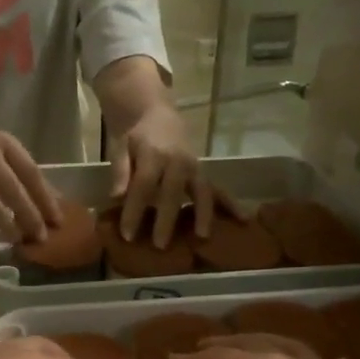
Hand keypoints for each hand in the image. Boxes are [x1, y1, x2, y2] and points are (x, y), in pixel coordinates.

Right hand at [0, 110, 62, 243]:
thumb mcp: (0, 148)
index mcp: (6, 143)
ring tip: (13, 237)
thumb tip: (53, 197)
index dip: (45, 197)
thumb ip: (21, 171)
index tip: (58, 221)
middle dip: (28, 212)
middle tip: (40, 237)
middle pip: (11, 184)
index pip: (31, 172)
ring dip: (0, 215)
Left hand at [111, 104, 216, 247]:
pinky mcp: (202, 171)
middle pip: (172, 194)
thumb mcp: (121, 148)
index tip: (127, 235)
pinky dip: (230, 203)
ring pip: (201, 191)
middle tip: (160, 246)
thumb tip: (116, 198)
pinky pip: (217, 189)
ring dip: (203, 214)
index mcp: (153, 154)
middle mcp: (177, 161)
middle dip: (166, 220)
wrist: (155, 113)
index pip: (142, 186)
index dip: (134, 211)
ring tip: (202, 237)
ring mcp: (193, 166)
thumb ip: (120, 172)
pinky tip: (243, 219)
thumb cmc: (134, 135)